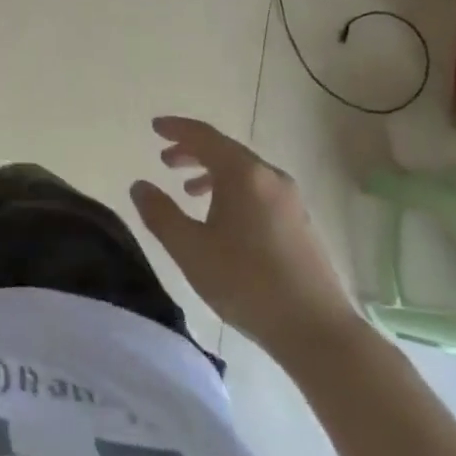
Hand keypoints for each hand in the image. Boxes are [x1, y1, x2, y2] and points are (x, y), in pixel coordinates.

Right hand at [130, 117, 366, 364]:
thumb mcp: (190, 248)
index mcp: (243, 174)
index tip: (155, 127)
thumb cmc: (246, 282)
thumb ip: (160, 213)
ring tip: (188, 191)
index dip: (177, 129)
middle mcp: (270, 177)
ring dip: (212, 173)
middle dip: (192, 151)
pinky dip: (232, 190)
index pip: (204, 136)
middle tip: (165, 160)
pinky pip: (258, 190)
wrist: (315, 328)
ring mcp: (290, 200)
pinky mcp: (299, 222)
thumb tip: (140, 185)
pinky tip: (222, 218)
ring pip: (244, 173)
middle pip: (226, 151)